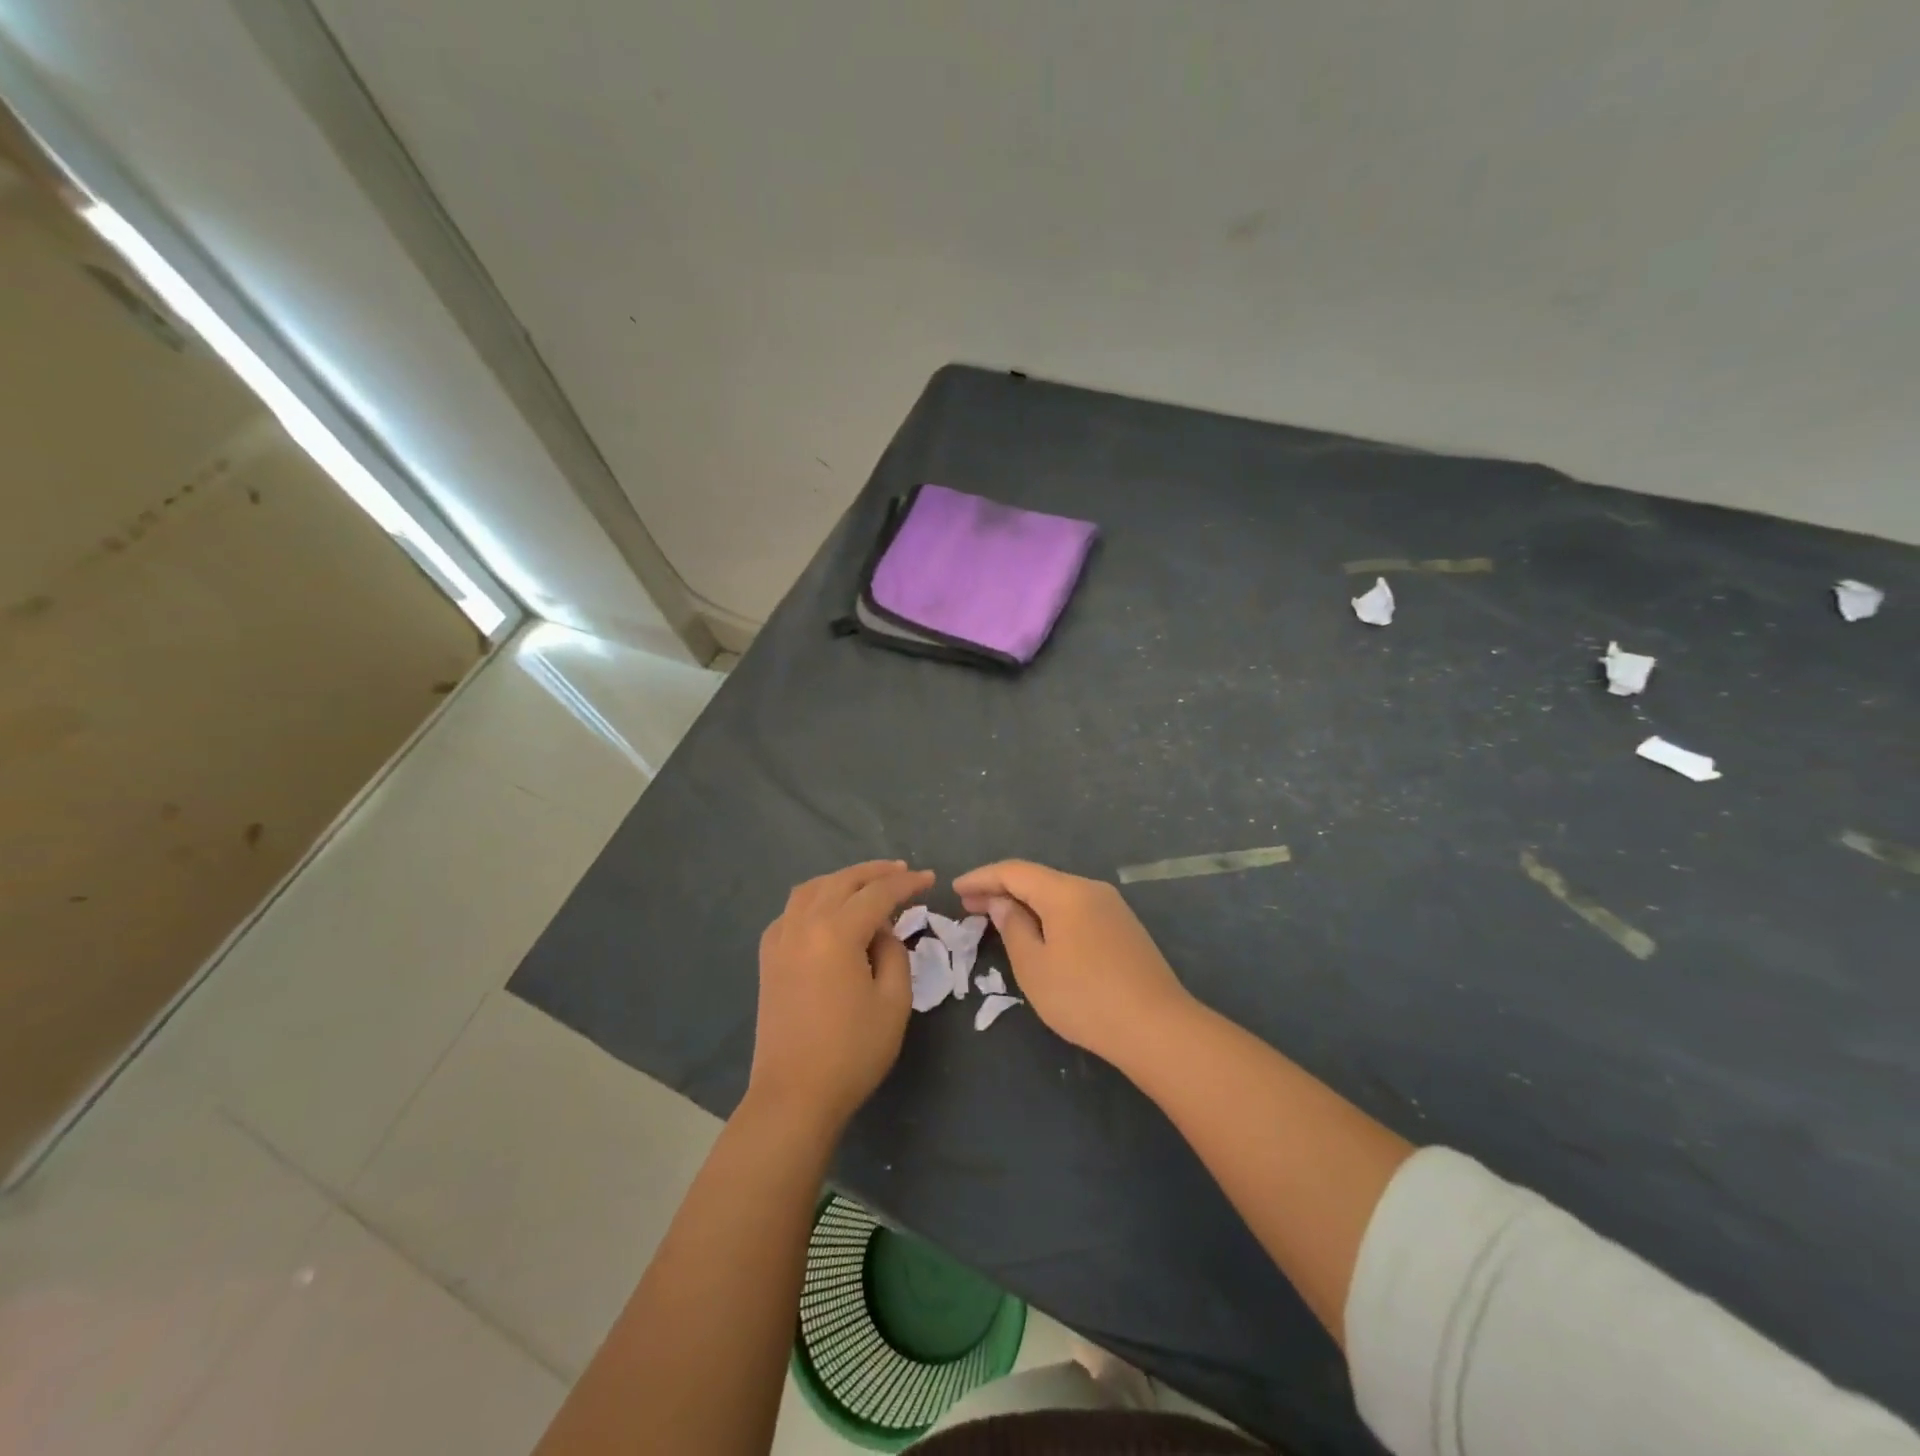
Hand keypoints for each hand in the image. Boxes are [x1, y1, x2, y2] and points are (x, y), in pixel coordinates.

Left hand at [747, 860, 933, 1134]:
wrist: (794, 1095)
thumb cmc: (851, 1052)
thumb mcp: (893, 1002)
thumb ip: (893, 953)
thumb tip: (880, 931)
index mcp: (836, 932)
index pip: (878, 893)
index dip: (907, 883)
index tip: (929, 879)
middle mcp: (803, 924)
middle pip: (842, 881)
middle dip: (875, 872)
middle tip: (903, 872)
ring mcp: (780, 939)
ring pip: (812, 889)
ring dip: (842, 879)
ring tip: (867, 883)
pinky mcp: (768, 957)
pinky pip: (791, 911)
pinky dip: (814, 899)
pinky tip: (828, 911)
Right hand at [953, 860, 1193, 1066]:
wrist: (1157, 1027)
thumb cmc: (1085, 998)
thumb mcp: (1034, 967)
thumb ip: (1013, 927)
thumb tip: (1002, 903)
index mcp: (1065, 892)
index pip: (1014, 871)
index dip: (982, 877)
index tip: (955, 888)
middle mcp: (1090, 889)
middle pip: (1037, 879)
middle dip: (1000, 889)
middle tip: (968, 905)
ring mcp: (1111, 907)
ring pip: (1057, 895)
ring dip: (1025, 903)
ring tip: (997, 919)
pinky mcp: (1123, 928)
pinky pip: (1075, 910)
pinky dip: (1048, 915)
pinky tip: (1038, 933)